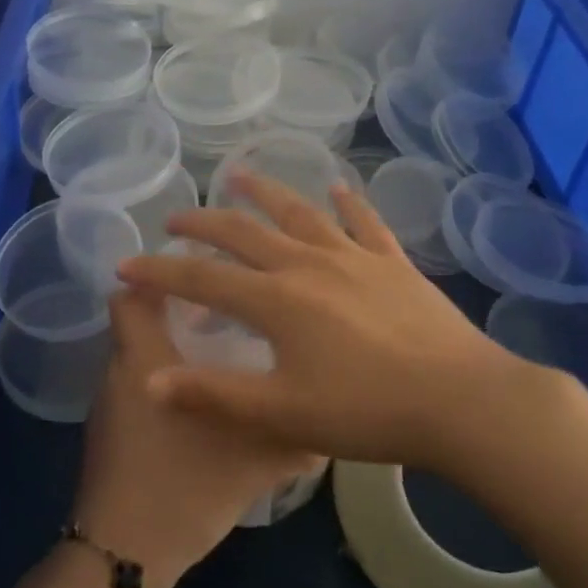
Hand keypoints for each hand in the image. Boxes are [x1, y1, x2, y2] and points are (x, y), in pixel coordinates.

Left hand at [72, 284, 319, 587]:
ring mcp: (110, 406)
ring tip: (224, 354)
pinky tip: (204, 406)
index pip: (130, 293)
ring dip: (174, 349)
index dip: (158, 275)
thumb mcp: (255, 460)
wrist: (124, 555)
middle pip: (139, 321)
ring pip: (140, 356)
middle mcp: (120, 372)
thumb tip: (332, 422)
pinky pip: (139, 388)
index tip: (202, 272)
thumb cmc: (184, 487)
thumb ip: (297, 436)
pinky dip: (167, 382)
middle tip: (231, 313)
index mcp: (145, 359)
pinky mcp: (111, 435)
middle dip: (178, 311)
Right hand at [115, 172, 554, 472]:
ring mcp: (354, 257)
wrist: (461, 401)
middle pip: (245, 233)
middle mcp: (308, 264)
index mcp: (277, 300)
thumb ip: (214, 394)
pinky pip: (364, 223)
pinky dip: (347, 203)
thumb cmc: (367, 411)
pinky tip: (338, 187)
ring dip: (266, 193)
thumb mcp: (282, 413)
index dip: (160, 271)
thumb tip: (150, 380)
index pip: (202, 278)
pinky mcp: (393, 263)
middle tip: (175, 217)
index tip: (126, 265)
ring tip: (240, 175)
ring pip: (300, 214)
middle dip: (203, 224)